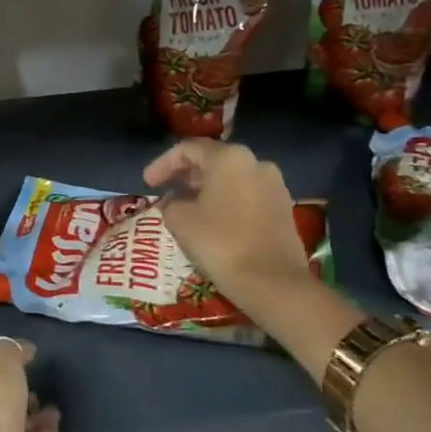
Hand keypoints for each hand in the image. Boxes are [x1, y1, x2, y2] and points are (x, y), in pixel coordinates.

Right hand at [144, 139, 311, 315]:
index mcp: (229, 158)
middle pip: (212, 160)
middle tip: (165, 191)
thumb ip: (170, 203)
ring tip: (186, 207)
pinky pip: (246, 195)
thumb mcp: (179, 220)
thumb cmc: (220, 242)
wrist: (272, 282)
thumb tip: (174, 202)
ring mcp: (274, 186)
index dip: (162, 164)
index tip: (147, 183)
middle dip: (185, 175)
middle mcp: (256, 163)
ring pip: (231, 178)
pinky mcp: (283, 209)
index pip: (188, 149)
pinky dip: (225, 201)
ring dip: (206, 189)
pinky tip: (211, 220)